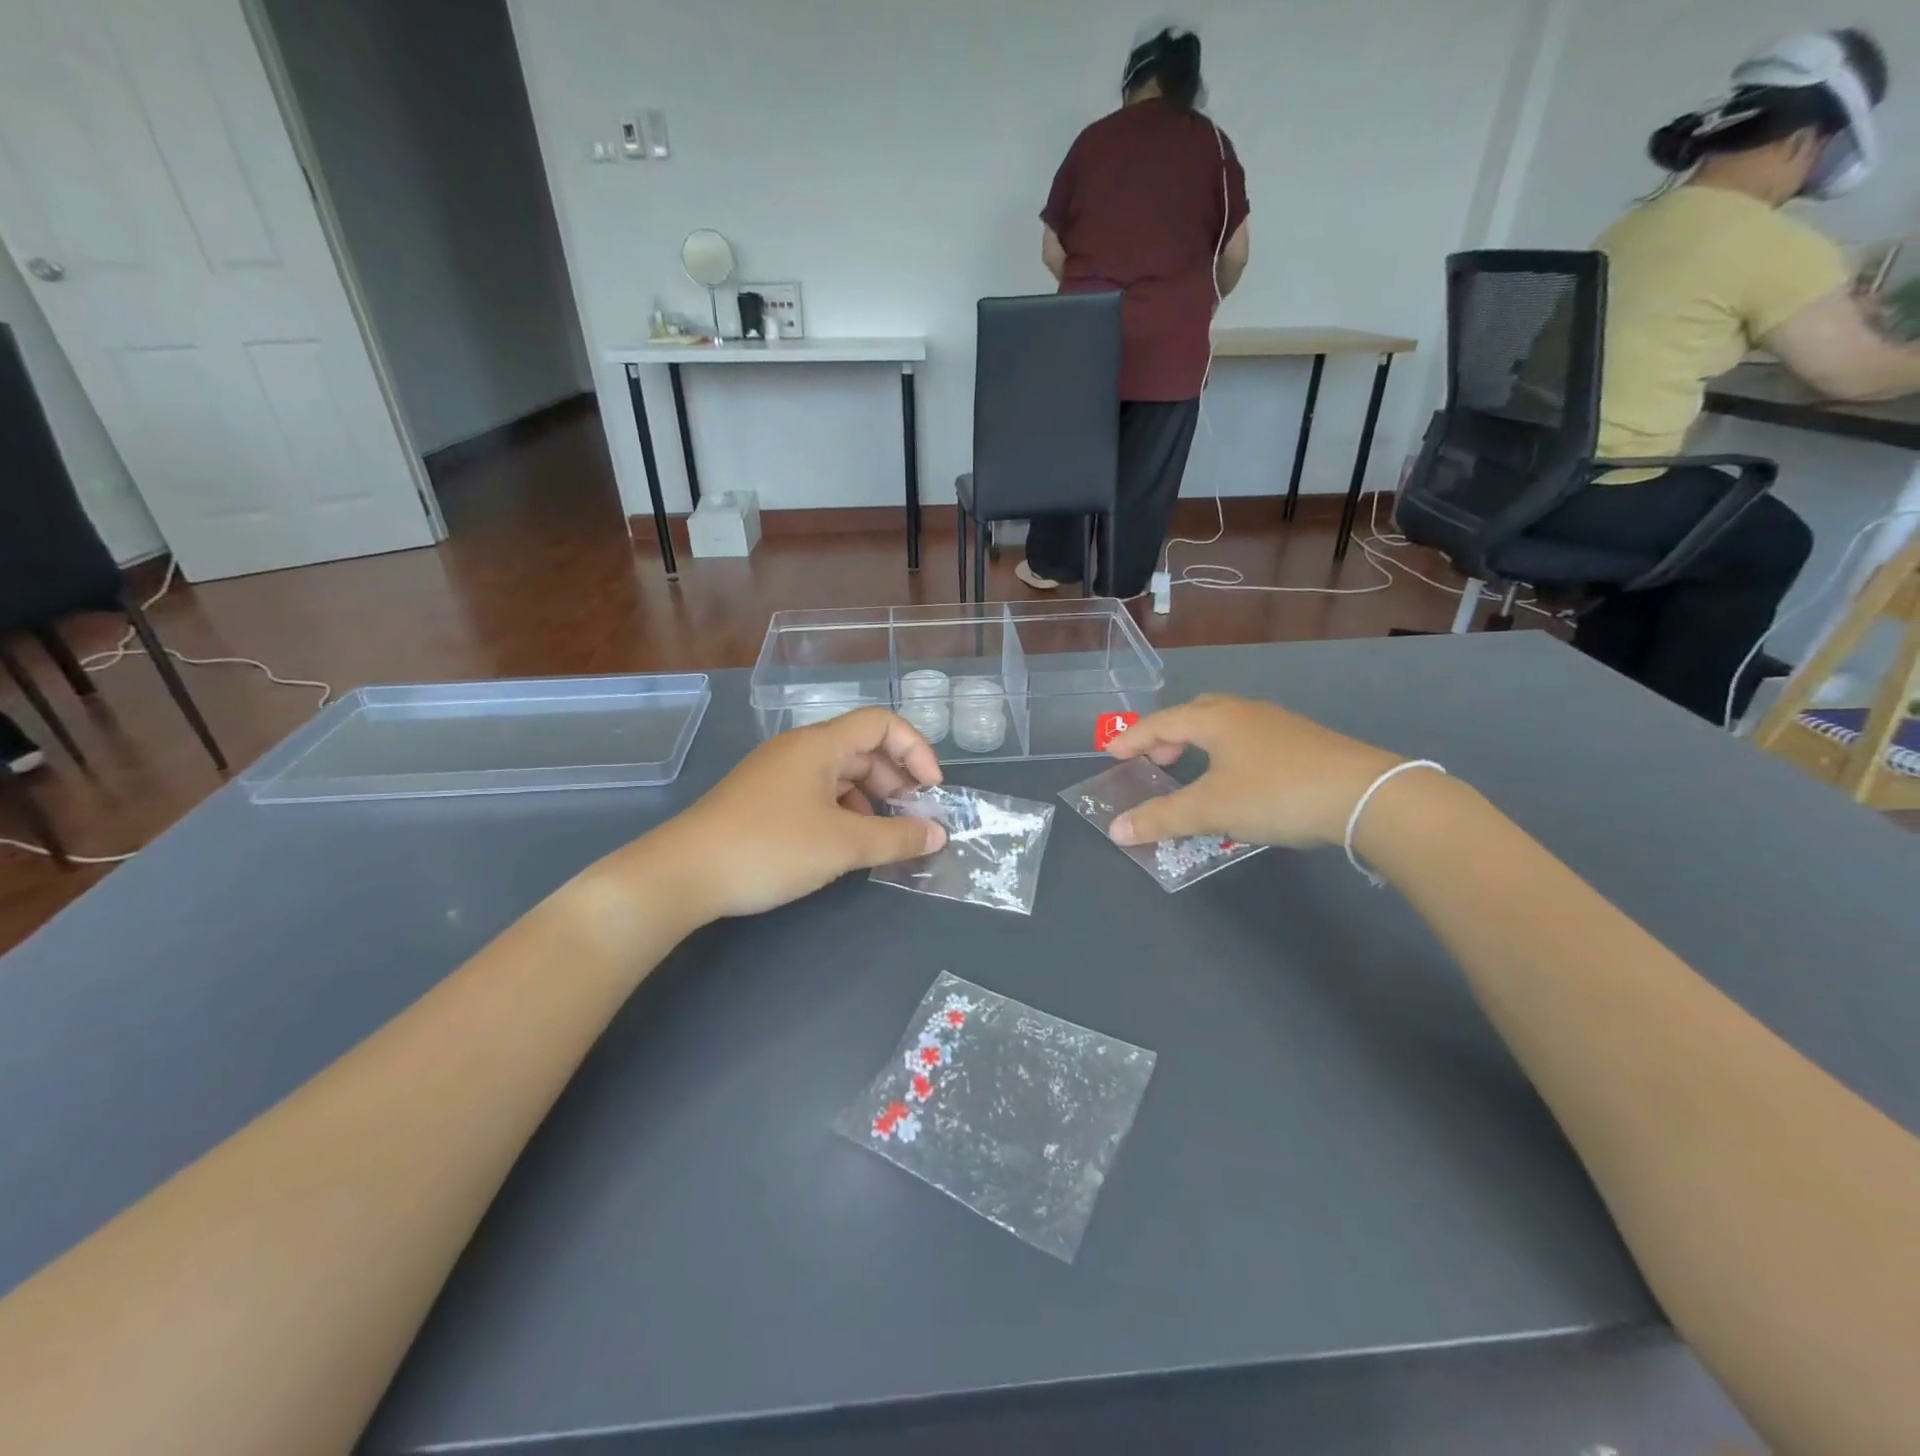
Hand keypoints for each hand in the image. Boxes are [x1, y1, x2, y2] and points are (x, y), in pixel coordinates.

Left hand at [639, 708, 947, 922]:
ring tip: (880, 836)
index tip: (932, 790)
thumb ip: (897, 838)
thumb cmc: (770, 847)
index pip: (882, 723)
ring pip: (838, 774)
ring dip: (869, 799)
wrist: (683, 874)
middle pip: (862, 748)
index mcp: (819, 744)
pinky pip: (816, 793)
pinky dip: (841, 811)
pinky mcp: (762, 799)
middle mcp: (799, 749)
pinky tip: (842, 843)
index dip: (916, 749)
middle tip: (910, 819)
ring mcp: (777, 774)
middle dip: (896, 780)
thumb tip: (938, 835)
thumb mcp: (843, 845)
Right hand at [1106, 695, 1401, 848]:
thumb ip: (1161, 818)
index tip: (1111, 751)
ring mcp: (1279, 724)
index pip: (1162, 723)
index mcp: (1216, 719)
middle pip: (1195, 713)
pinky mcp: (1305, 742)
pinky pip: (1250, 738)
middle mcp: (1244, 712)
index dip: (1133, 737)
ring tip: (1193, 770)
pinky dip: (1228, 751)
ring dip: (1200, 742)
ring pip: (1226, 724)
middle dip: (1168, 735)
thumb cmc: (1276, 794)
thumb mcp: (1211, 809)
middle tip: (1155, 760)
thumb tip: (1115, 830)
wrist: (1366, 795)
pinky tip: (1240, 778)